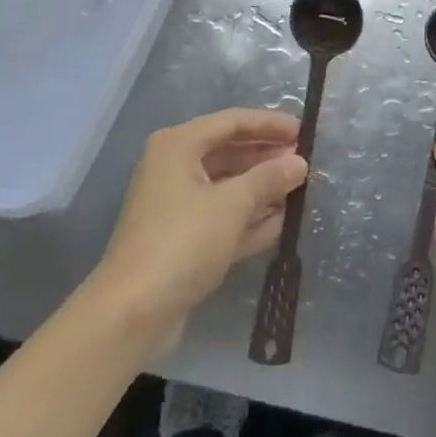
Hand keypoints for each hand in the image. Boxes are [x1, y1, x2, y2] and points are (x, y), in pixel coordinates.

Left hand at [93, 108, 306, 351]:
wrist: (132, 314)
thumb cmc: (183, 241)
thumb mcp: (232, 204)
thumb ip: (269, 179)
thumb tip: (299, 162)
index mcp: (179, 146)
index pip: (232, 122)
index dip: (269, 124)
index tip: (303, 132)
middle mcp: (174, 168)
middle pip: (229, 153)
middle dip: (266, 157)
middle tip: (303, 161)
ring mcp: (176, 206)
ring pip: (226, 187)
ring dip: (261, 189)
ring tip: (299, 190)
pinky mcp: (181, 241)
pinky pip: (221, 218)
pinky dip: (248, 218)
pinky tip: (281, 223)